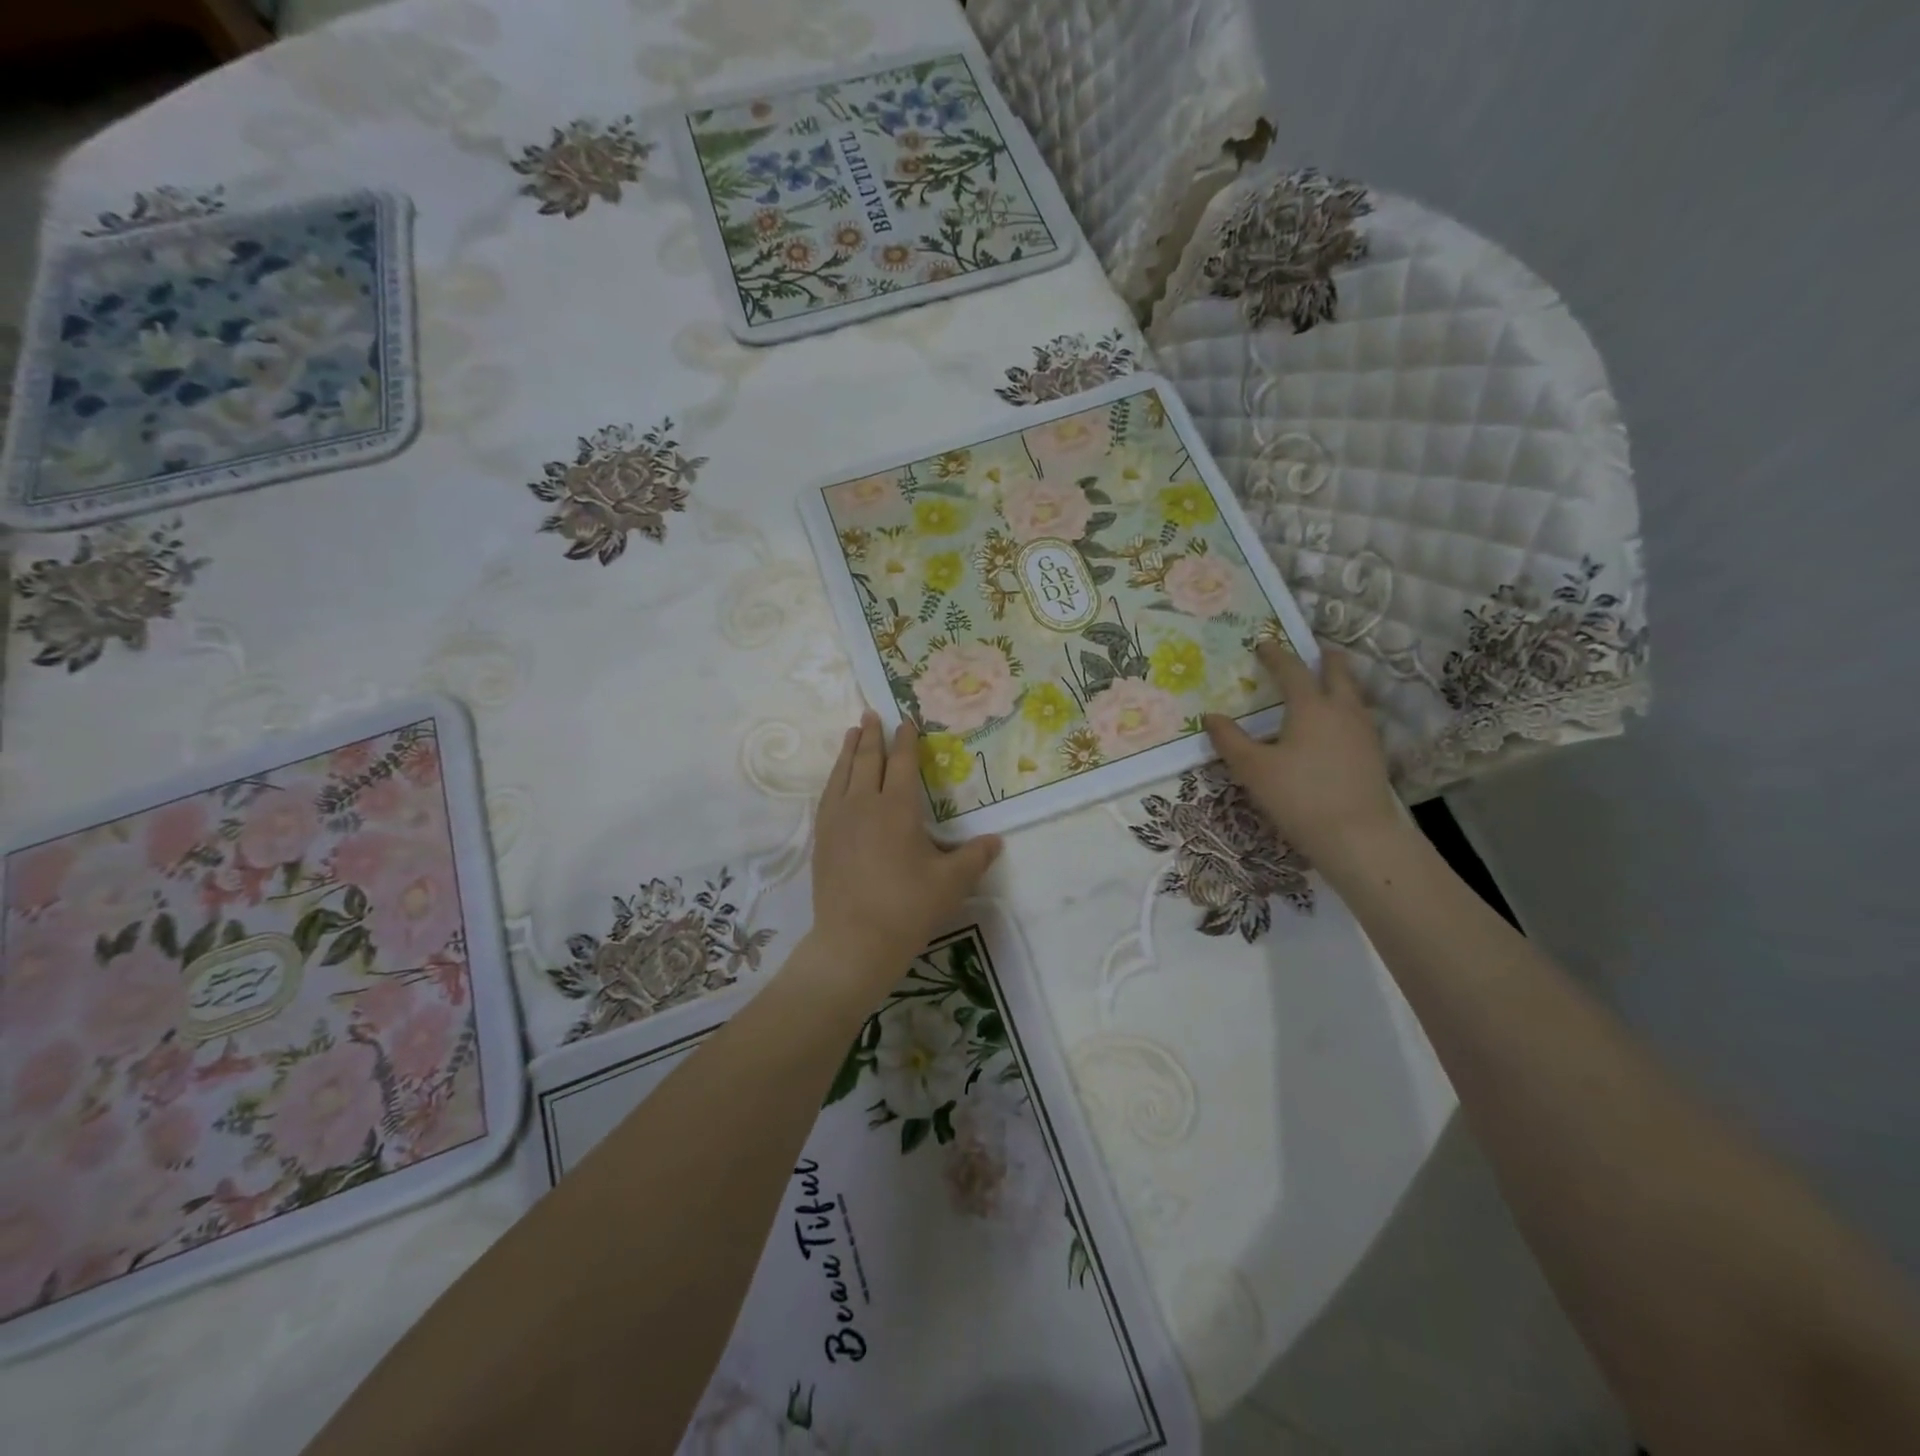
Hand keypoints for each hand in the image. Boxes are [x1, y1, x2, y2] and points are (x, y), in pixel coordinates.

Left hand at [810, 712, 1001, 990]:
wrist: (853, 941)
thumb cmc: (907, 908)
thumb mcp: (951, 883)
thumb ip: (974, 857)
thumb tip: (996, 841)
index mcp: (896, 808)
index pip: (901, 763)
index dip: (905, 741)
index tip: (906, 721)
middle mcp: (863, 805)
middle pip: (867, 761)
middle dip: (872, 736)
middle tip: (871, 714)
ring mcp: (837, 821)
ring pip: (842, 774)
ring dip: (849, 751)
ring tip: (852, 733)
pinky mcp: (822, 839)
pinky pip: (827, 796)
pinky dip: (833, 778)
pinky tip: (835, 780)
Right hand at [1203, 641, 1402, 866]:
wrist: (1357, 836)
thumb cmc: (1298, 796)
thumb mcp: (1253, 769)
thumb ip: (1230, 740)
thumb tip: (1210, 717)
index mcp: (1311, 706)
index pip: (1292, 670)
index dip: (1276, 655)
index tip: (1263, 644)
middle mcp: (1342, 710)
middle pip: (1337, 673)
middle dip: (1324, 659)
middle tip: (1314, 651)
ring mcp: (1363, 732)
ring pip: (1353, 694)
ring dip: (1339, 682)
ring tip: (1326, 684)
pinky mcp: (1373, 755)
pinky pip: (1358, 717)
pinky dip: (1346, 708)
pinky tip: (1336, 726)